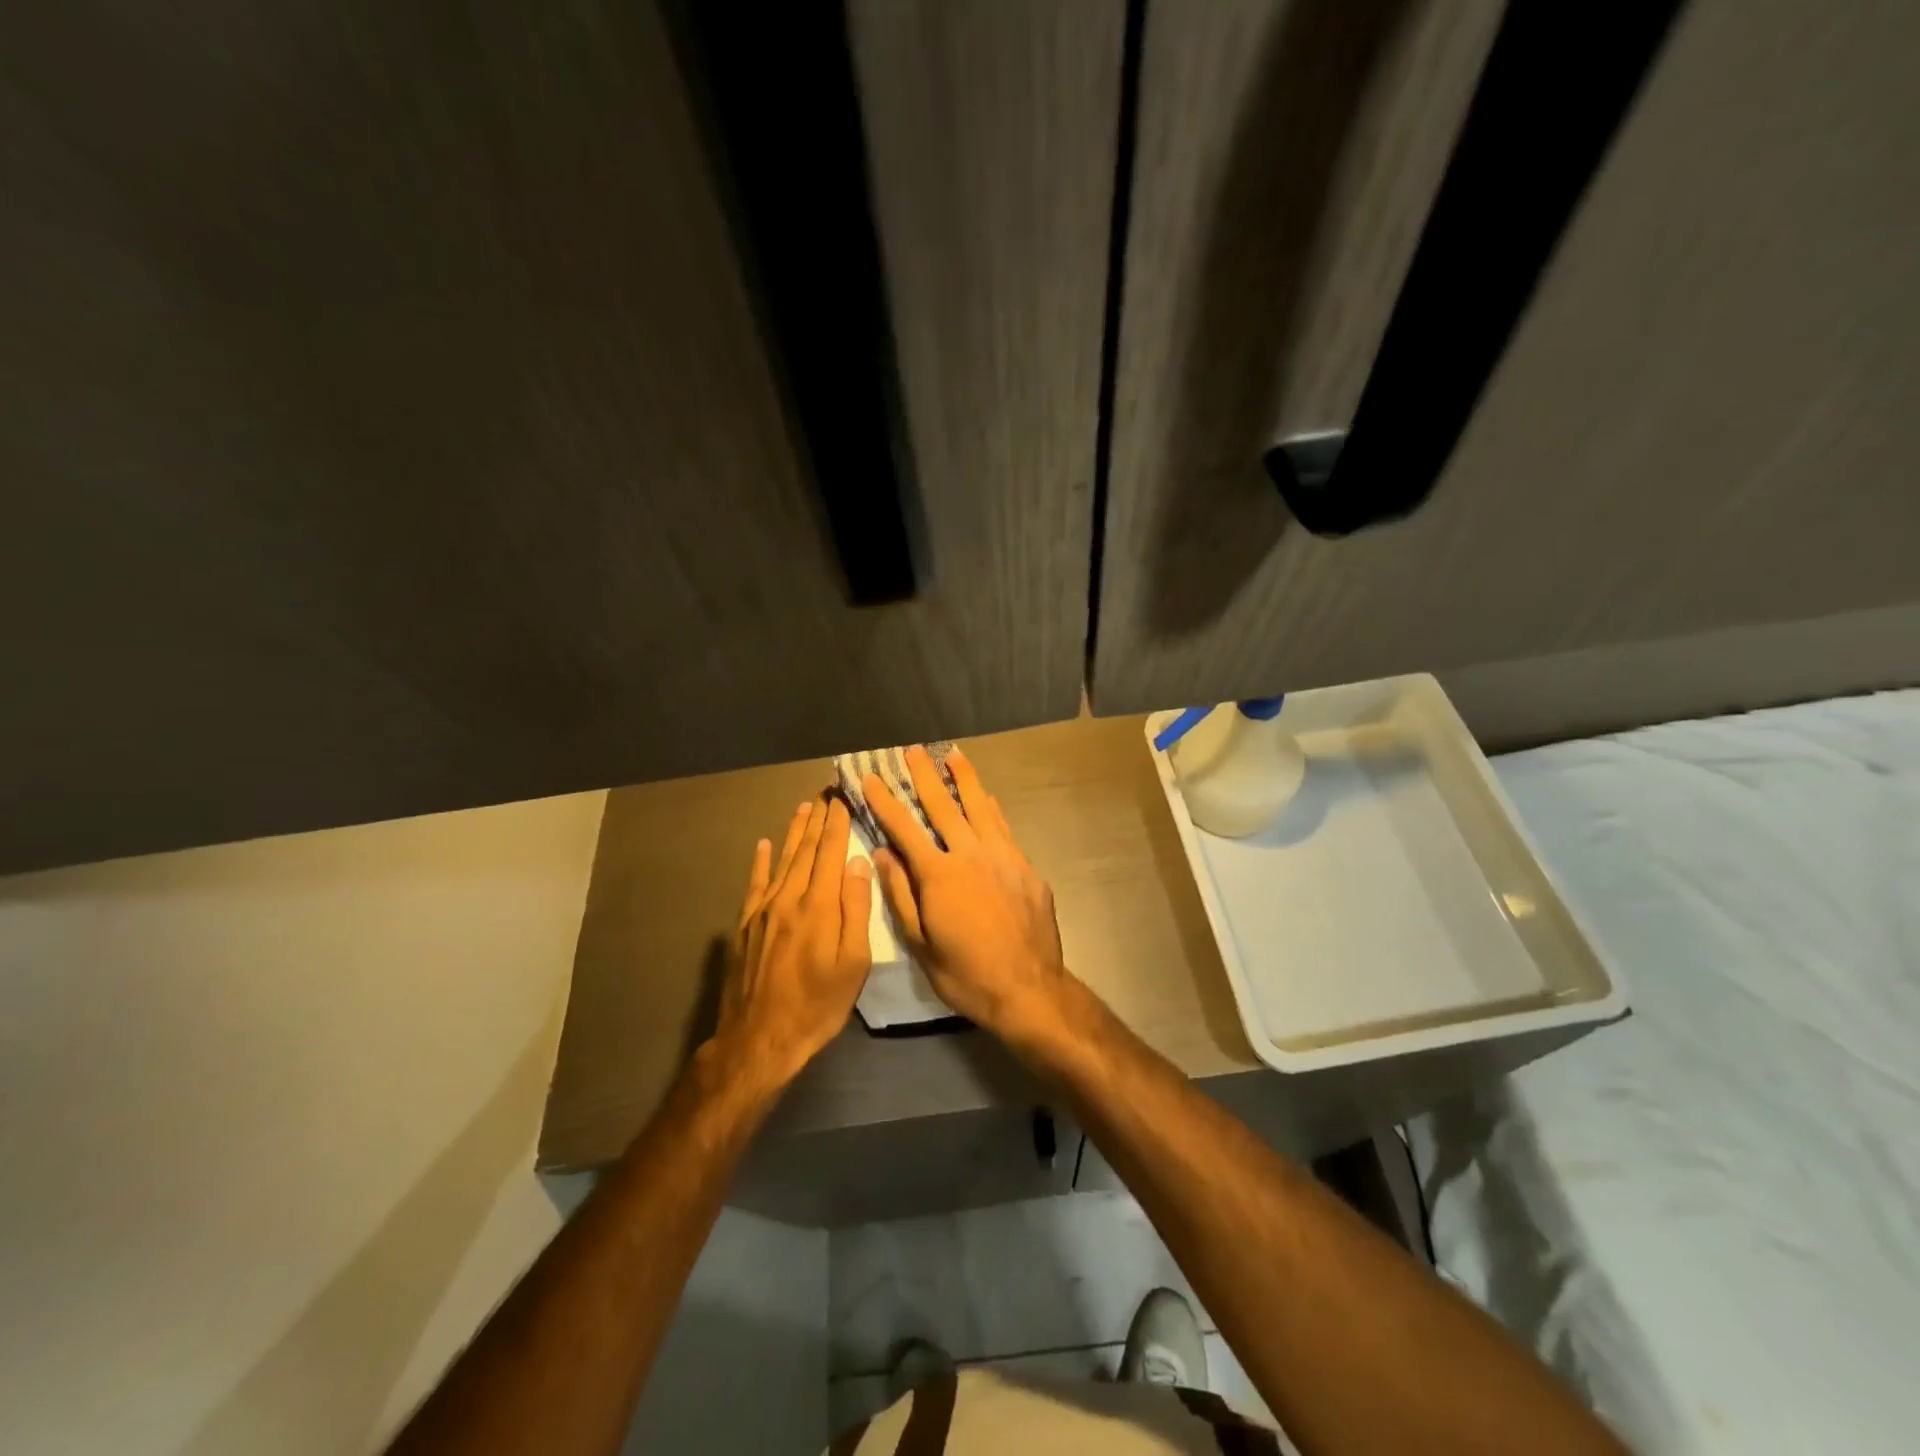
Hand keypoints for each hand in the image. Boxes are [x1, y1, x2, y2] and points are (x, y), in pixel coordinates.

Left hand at [712, 794, 873, 1091]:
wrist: (759, 1039)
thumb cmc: (817, 1006)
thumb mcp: (853, 964)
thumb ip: (855, 909)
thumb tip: (857, 862)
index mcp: (818, 906)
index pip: (830, 852)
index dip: (838, 822)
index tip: (845, 796)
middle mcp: (788, 898)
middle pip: (805, 849)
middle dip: (818, 818)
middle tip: (826, 790)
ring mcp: (763, 910)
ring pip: (782, 860)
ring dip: (794, 831)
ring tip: (804, 806)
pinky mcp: (746, 925)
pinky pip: (755, 883)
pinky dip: (761, 861)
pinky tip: (764, 844)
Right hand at [864, 746, 1069, 1042]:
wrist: (1029, 990)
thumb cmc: (966, 974)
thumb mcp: (921, 944)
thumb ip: (901, 894)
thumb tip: (881, 853)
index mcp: (939, 874)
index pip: (904, 828)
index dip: (884, 801)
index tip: (871, 777)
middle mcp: (971, 854)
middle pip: (943, 805)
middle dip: (924, 775)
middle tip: (912, 750)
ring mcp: (1004, 857)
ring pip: (980, 807)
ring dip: (965, 779)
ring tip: (953, 755)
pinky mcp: (1026, 867)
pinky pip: (1004, 828)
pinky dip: (991, 809)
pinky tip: (987, 798)